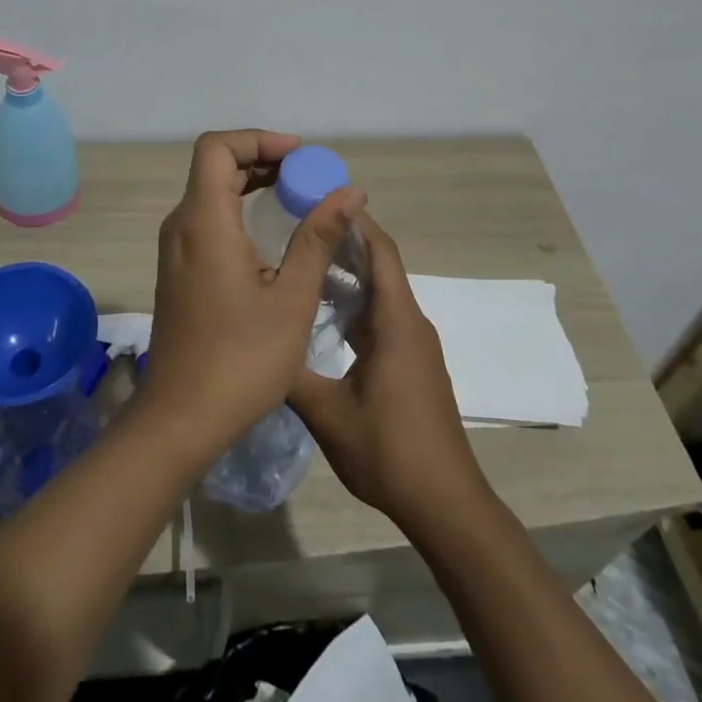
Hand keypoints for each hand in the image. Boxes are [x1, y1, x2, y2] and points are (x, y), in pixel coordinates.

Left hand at [137, 131, 365, 459]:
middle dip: (260, 159)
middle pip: (214, 166)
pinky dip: (238, 210)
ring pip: (209, 192)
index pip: (217, 147)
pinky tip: (271, 235)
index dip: (258, 139)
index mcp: (203, 221)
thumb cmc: (241, 358)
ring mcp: (175, 250)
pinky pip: (206, 220)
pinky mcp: (178, 271)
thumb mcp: (291, 297)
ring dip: (249, 184)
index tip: (299, 156)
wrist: (180, 418)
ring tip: (296, 197)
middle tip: (306, 176)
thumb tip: (350, 191)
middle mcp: (181, 226)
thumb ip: (318, 238)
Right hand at [288, 215, 490, 533]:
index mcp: (396, 321)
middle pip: (379, 264)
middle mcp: (409, 322)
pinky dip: (353, 301)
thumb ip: (290, 374)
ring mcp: (412, 343)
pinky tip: (321, 309)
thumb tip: (256, 342)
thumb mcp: (328, 415)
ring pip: (379, 291)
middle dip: (342, 238)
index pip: (380, 250)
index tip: (318, 196)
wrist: (446, 504)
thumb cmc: (390, 452)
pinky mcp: (410, 362)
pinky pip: (380, 315)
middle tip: (296, 222)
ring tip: (302, 257)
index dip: (354, 219)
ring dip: (346, 270)